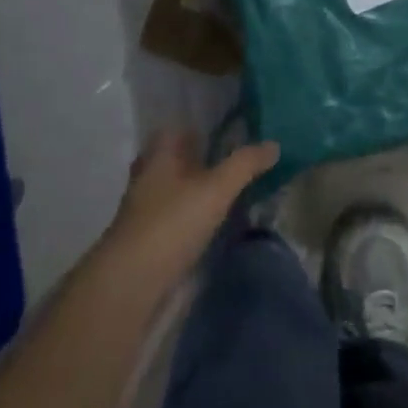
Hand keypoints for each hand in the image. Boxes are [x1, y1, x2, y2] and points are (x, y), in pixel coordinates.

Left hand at [107, 129, 279, 276]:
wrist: (132, 281)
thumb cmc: (172, 222)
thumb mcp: (216, 188)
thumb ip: (245, 164)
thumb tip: (274, 144)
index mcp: (159, 154)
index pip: (178, 128)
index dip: (202, 126)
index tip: (232, 129)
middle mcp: (148, 174)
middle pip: (177, 158)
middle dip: (202, 158)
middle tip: (238, 160)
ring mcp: (145, 207)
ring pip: (176, 187)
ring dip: (198, 187)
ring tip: (233, 189)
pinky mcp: (149, 236)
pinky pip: (177, 213)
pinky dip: (194, 213)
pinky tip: (215, 220)